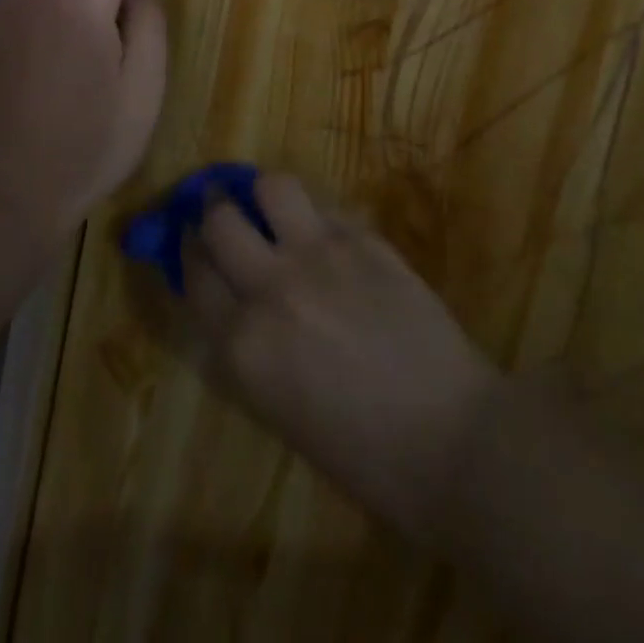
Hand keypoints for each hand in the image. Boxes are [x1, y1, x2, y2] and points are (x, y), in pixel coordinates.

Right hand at [176, 174, 501, 541]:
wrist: (455, 443)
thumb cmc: (365, 456)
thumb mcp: (280, 411)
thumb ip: (246, 348)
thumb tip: (229, 301)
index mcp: (244, 345)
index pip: (195, 275)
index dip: (188, 252)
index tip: (191, 241)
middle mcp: (271, 289)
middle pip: (220, 220)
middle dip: (213, 211)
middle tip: (221, 210)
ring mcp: (320, 256)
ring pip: (271, 187)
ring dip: (264, 194)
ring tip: (272, 205)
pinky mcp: (365, 241)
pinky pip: (326, 207)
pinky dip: (316, 215)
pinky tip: (326, 233)